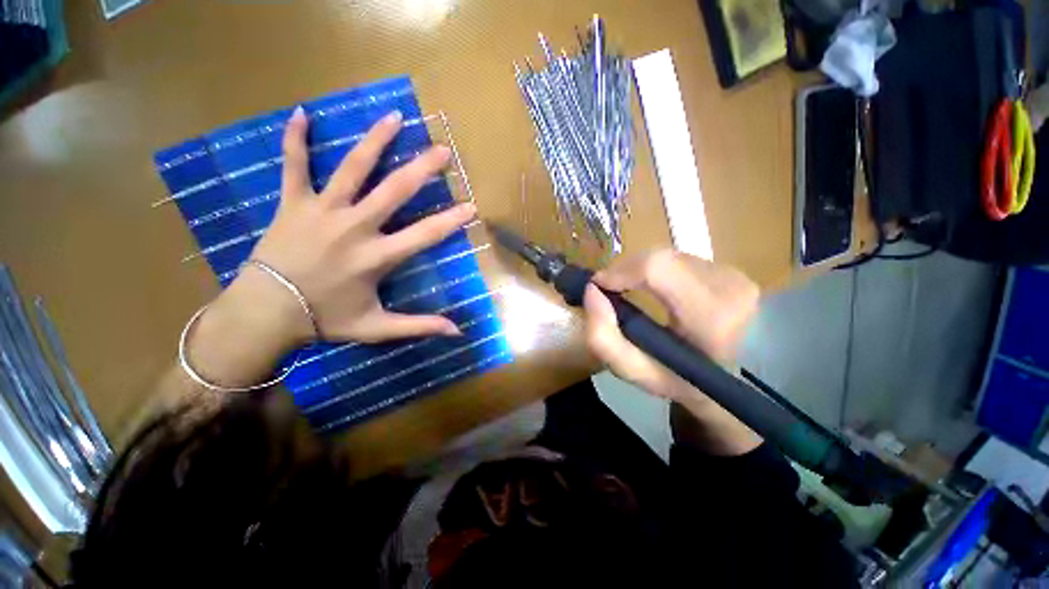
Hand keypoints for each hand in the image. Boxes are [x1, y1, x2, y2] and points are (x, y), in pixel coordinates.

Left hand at [185, 107, 474, 387]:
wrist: (265, 312)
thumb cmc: (325, 320)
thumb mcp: (378, 328)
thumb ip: (419, 326)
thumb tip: (458, 333)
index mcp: (377, 257)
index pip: (425, 234)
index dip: (451, 220)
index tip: (471, 205)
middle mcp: (354, 227)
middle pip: (394, 191)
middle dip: (422, 169)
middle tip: (442, 150)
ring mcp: (322, 210)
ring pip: (351, 168)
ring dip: (374, 140)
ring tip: (394, 116)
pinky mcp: (293, 203)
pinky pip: (293, 165)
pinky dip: (295, 140)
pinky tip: (301, 113)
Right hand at [583, 250, 762, 454]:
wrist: (730, 379)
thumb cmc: (679, 380)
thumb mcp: (634, 372)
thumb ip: (603, 337)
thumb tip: (591, 291)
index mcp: (712, 317)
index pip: (658, 270)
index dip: (621, 272)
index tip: (597, 287)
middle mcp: (730, 285)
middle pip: (659, 258)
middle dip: (625, 271)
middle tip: (610, 291)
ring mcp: (733, 274)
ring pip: (667, 255)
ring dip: (639, 271)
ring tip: (629, 291)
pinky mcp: (730, 268)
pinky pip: (678, 258)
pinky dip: (655, 270)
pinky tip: (653, 289)